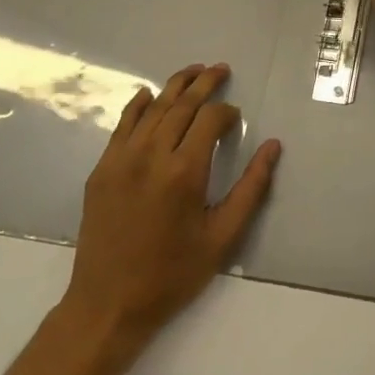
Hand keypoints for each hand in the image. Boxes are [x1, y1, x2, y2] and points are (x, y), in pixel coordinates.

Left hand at [59, 65, 281, 356]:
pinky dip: (137, 105)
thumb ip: (251, 188)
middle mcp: (151, 155)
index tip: (236, 119)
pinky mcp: (102, 169)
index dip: (226, 113)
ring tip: (193, 71)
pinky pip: (122, 125)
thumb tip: (273, 146)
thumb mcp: (222, 237)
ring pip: (152, 108)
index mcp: (184, 172)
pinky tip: (148, 95)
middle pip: (181, 104)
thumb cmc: (172, 274)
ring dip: (174, 86)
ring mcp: (121, 159)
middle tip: (221, 69)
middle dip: (204, 84)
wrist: (108, 305)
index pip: (210, 120)